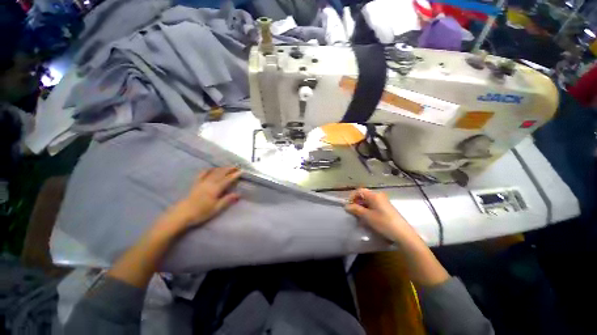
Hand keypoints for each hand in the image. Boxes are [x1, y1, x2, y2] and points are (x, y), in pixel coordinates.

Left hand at [163, 167, 241, 230]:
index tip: (241, 171)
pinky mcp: (196, 183)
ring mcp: (202, 182)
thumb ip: (227, 200)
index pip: (228, 179)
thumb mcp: (216, 208)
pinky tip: (211, 168)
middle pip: (221, 173)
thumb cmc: (201, 212)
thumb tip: (239, 194)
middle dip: (230, 169)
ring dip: (222, 168)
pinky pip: (203, 173)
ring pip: (214, 172)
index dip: (235, 175)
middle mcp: (210, 182)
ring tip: (228, 166)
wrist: (182, 214)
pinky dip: (208, 170)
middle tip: (237, 166)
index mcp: (216, 188)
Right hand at [345, 188, 414, 241]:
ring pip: (368, 201)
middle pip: (363, 195)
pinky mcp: (386, 208)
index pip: (359, 191)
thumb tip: (346, 206)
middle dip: (356, 203)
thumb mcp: (367, 216)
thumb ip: (355, 209)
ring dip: (361, 207)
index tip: (348, 206)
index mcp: (374, 195)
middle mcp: (379, 196)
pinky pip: (373, 206)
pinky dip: (368, 210)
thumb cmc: (383, 223)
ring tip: (359, 217)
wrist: (403, 234)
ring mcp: (383, 202)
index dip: (352, 197)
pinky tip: (367, 219)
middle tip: (353, 212)